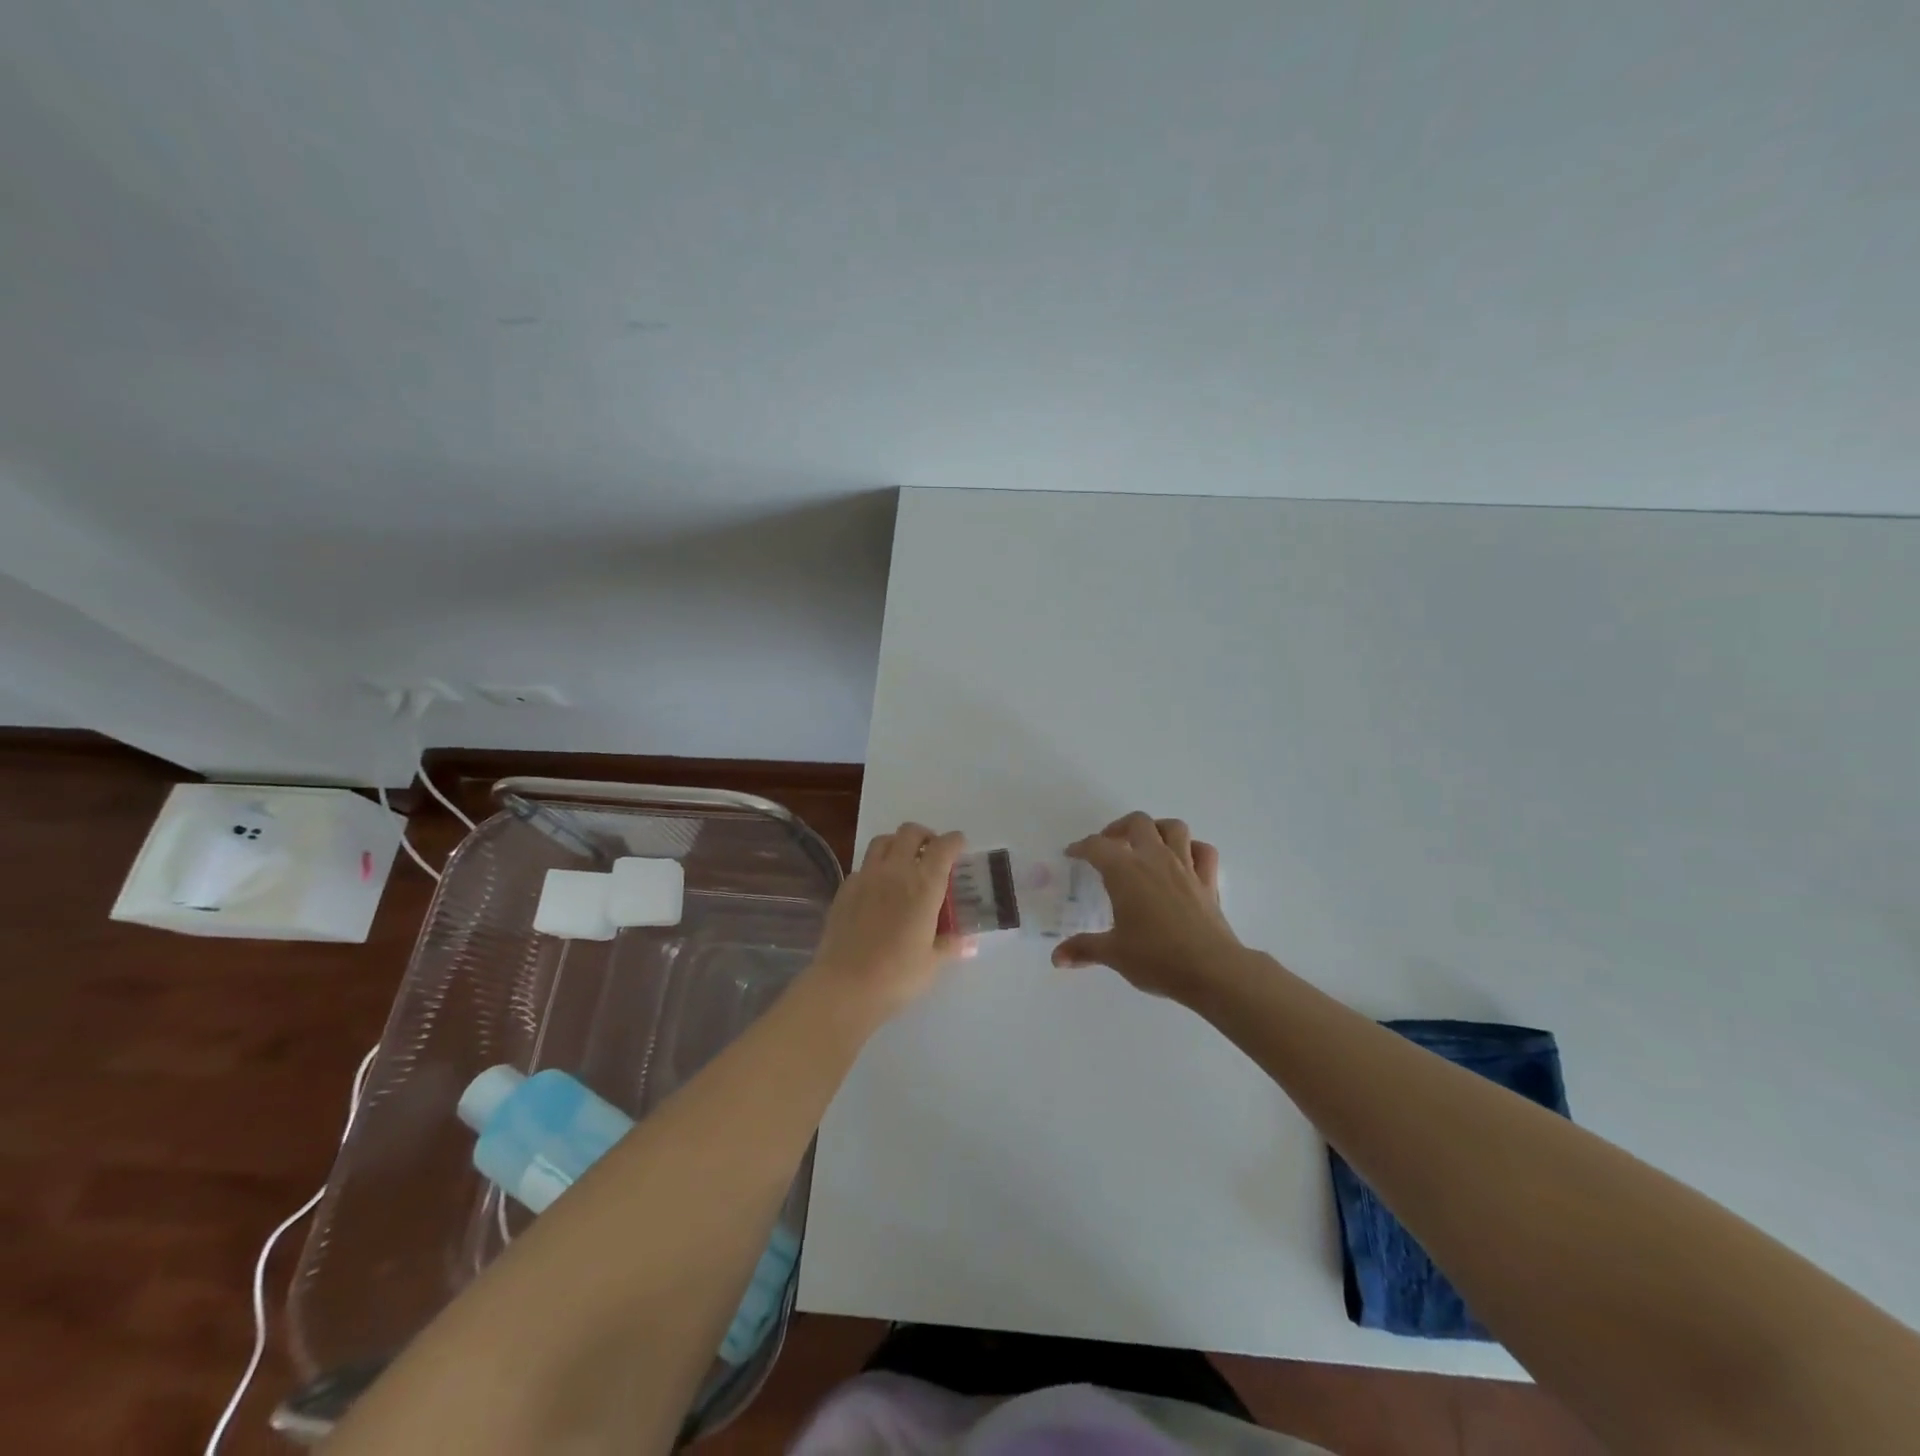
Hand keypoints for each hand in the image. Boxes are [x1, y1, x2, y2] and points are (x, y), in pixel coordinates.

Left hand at [809, 823, 970, 1017]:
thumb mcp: (932, 962)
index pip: (943, 847)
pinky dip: (876, 867)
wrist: (844, 986)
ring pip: (883, 841)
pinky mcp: (845, 888)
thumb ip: (950, 945)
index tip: (959, 845)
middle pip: (910, 832)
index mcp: (923, 885)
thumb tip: (967, 941)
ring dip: (897, 844)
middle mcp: (895, 871)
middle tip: (931, 853)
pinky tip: (878, 889)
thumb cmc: (896, 976)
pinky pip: (863, 865)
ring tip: (903, 862)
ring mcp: (866, 877)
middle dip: (925, 836)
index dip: (954, 841)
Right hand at [1052, 812, 1243, 1005]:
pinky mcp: (1208, 881)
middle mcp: (1155, 859)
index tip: (1072, 854)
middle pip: (1137, 823)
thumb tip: (1057, 958)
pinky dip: (1192, 848)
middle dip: (1119, 828)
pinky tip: (1184, 859)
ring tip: (1146, 843)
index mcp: (1126, 872)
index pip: (1097, 847)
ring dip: (1157, 829)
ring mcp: (1185, 867)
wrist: (1211, 970)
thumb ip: (1083, 949)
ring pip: (1174, 827)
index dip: (1081, 847)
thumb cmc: (1156, 958)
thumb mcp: (1113, 954)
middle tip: (1109, 845)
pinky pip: (1203, 851)